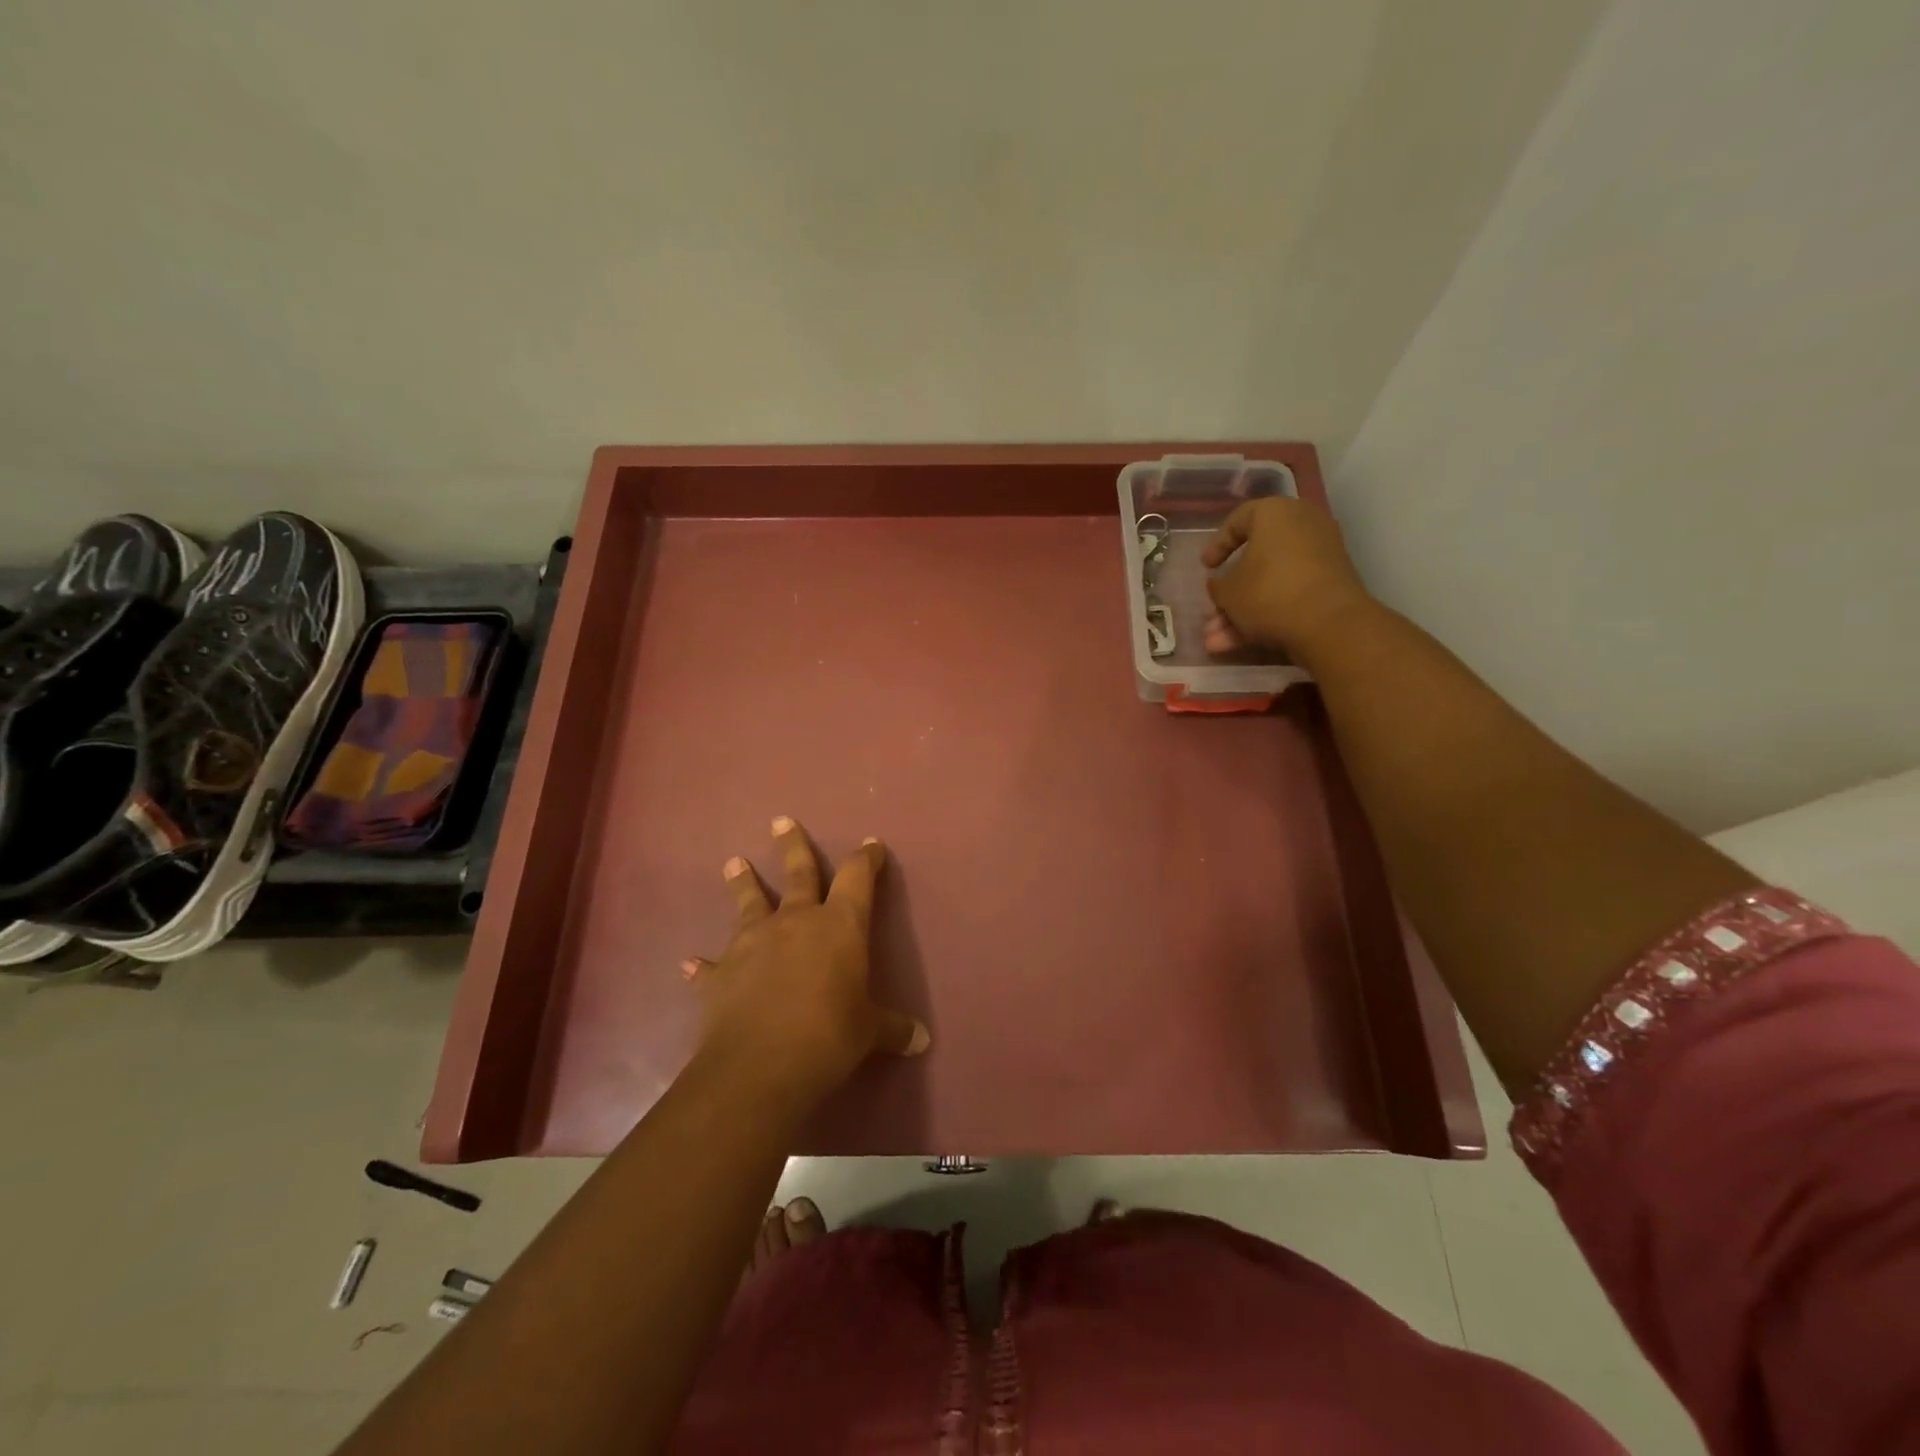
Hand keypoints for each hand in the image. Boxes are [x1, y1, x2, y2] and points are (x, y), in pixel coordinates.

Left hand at [682, 816, 929, 1102]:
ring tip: (733, 862)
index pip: (857, 878)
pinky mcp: (721, 974)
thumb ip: (893, 1029)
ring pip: (749, 903)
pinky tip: (689, 964)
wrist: (760, 1065)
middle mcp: (795, 922)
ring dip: (743, 883)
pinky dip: (702, 966)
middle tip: (780, 821)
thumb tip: (922, 1040)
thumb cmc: (829, 1036)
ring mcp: (753, 943)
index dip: (866, 859)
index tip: (870, 844)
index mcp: (839, 926)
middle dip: (792, 846)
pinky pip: (711, 967)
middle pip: (797, 873)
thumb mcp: (870, 1032)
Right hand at [1200, 497, 1374, 655]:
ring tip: (1216, 642)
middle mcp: (1303, 526)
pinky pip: (1289, 594)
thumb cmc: (1268, 593)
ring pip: (1270, 583)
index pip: (1239, 519)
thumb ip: (1218, 585)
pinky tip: (1239, 644)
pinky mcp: (1331, 584)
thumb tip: (1220, 584)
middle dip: (1229, 594)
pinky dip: (1265, 615)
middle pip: (1255, 560)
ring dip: (1241, 613)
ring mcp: (1321, 556)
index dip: (1217, 545)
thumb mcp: (1227, 591)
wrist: (1329, 624)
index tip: (1206, 567)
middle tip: (1211, 612)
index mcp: (1275, 513)